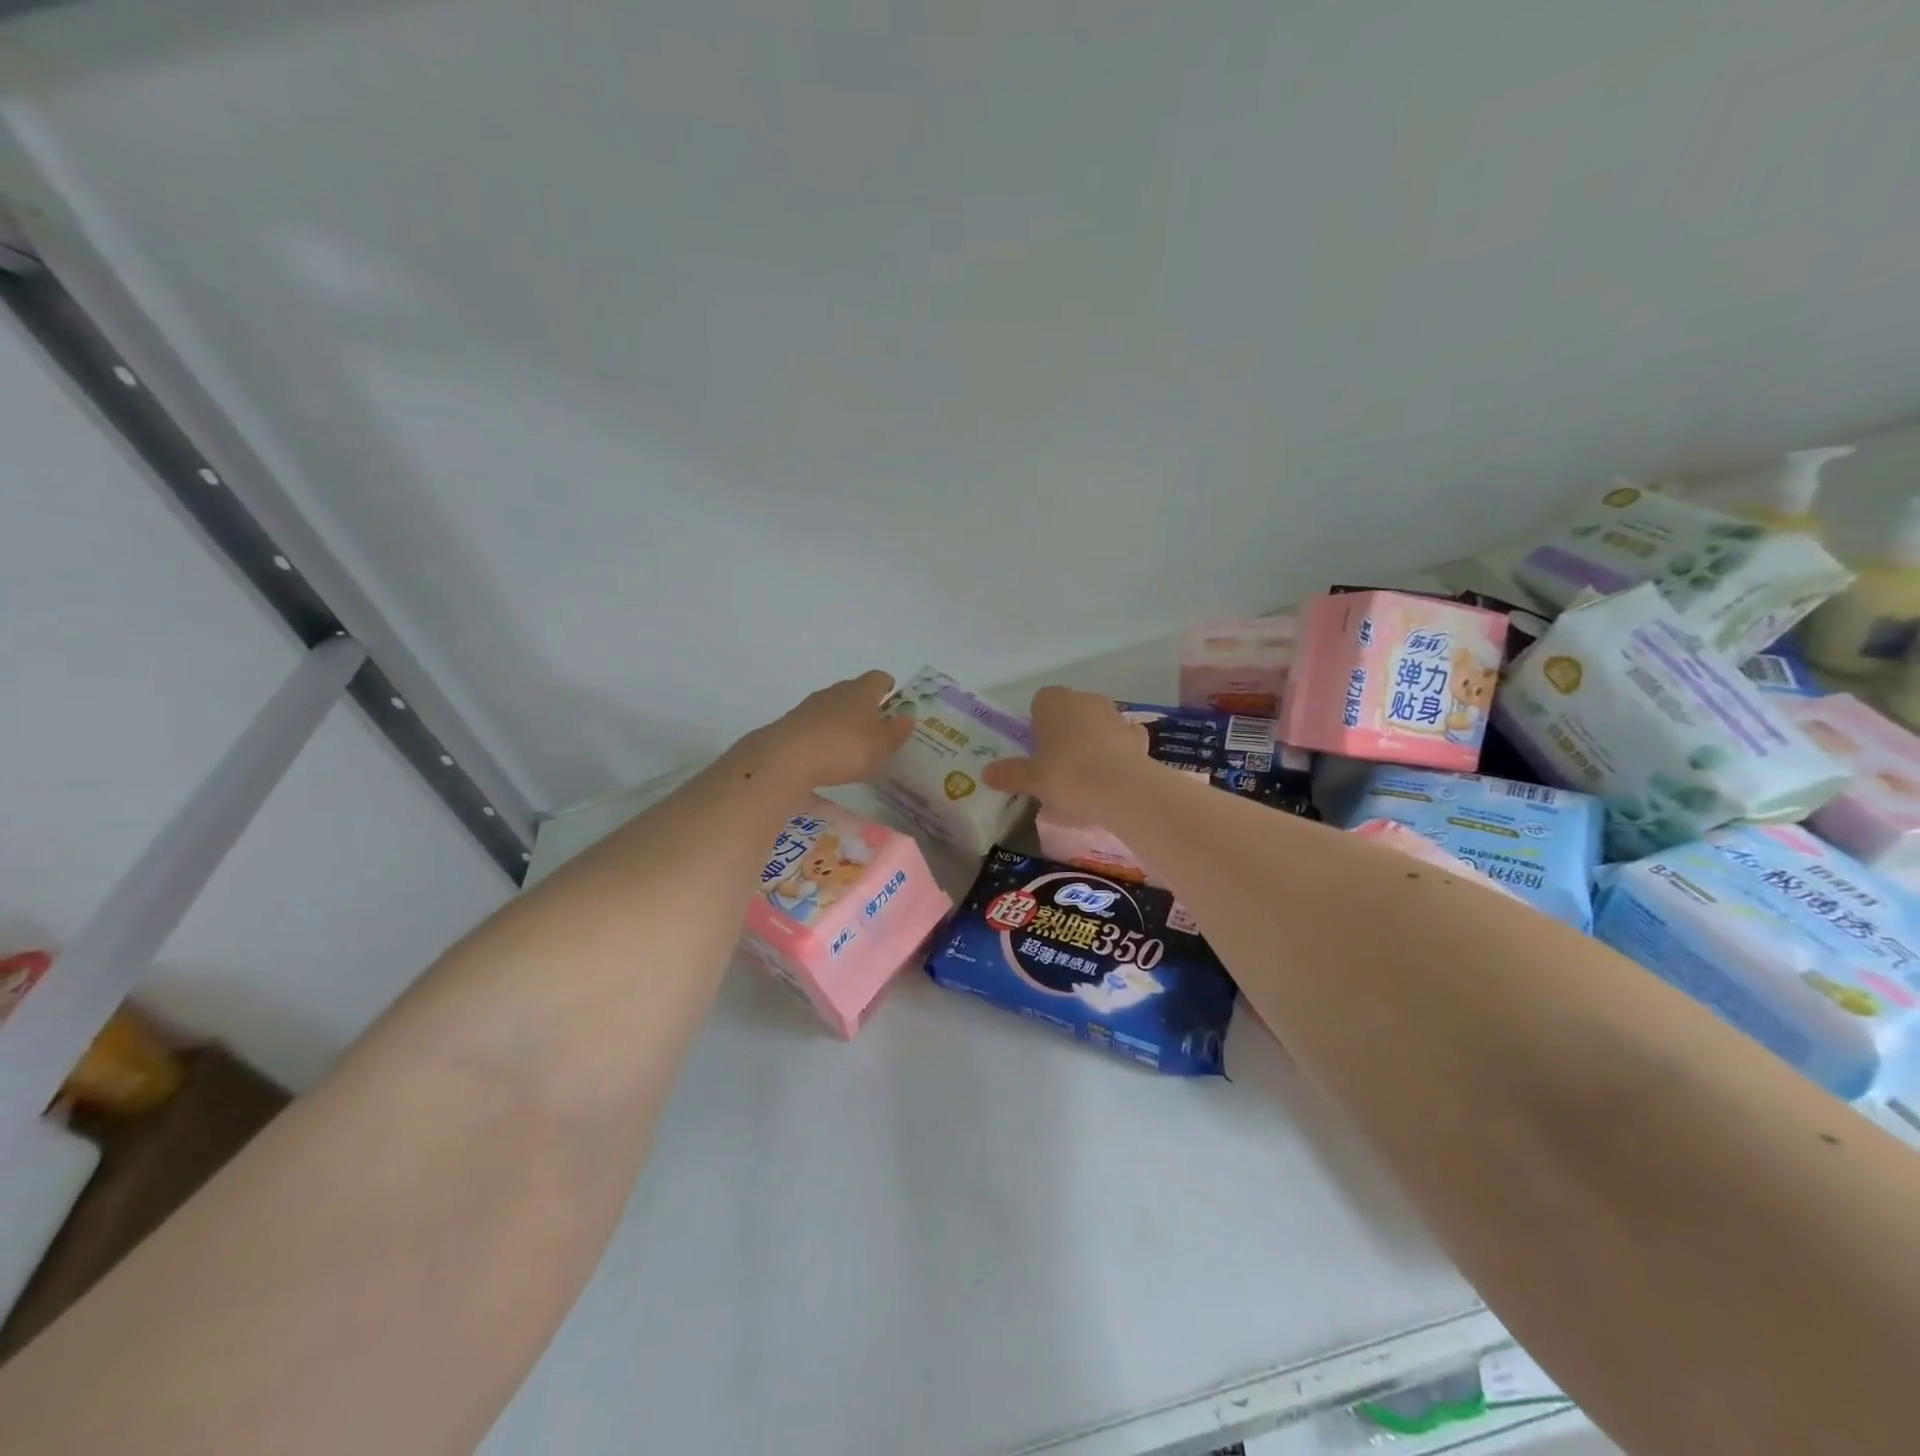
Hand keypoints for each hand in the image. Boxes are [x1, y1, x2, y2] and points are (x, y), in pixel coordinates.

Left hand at [737, 671, 915, 790]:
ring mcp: (810, 706)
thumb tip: (907, 718)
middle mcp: (835, 691)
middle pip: (854, 690)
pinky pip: (815, 724)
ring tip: (850, 743)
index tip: (893, 699)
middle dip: (865, 705)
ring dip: (842, 720)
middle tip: (875, 726)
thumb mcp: (880, 746)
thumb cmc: (843, 749)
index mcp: (861, 691)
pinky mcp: (791, 723)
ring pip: (832, 707)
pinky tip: (826, 755)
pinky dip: (823, 734)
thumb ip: (896, 732)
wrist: (786, 758)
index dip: (887, 687)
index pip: (878, 678)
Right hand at [982, 687, 1148, 821]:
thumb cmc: (1068, 777)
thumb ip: (1009, 774)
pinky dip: (1116, 752)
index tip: (1036, 750)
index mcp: (1055, 702)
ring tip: (1085, 773)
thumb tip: (987, 773)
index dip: (1037, 724)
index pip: (1041, 701)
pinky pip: (1121, 739)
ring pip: (1096, 723)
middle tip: (1056, 764)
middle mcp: (1085, 700)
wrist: (1125, 791)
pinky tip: (1111, 776)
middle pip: (1070, 710)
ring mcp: (1116, 715)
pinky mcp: (1138, 736)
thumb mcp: (1031, 780)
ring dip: (1091, 739)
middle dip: (1064, 730)